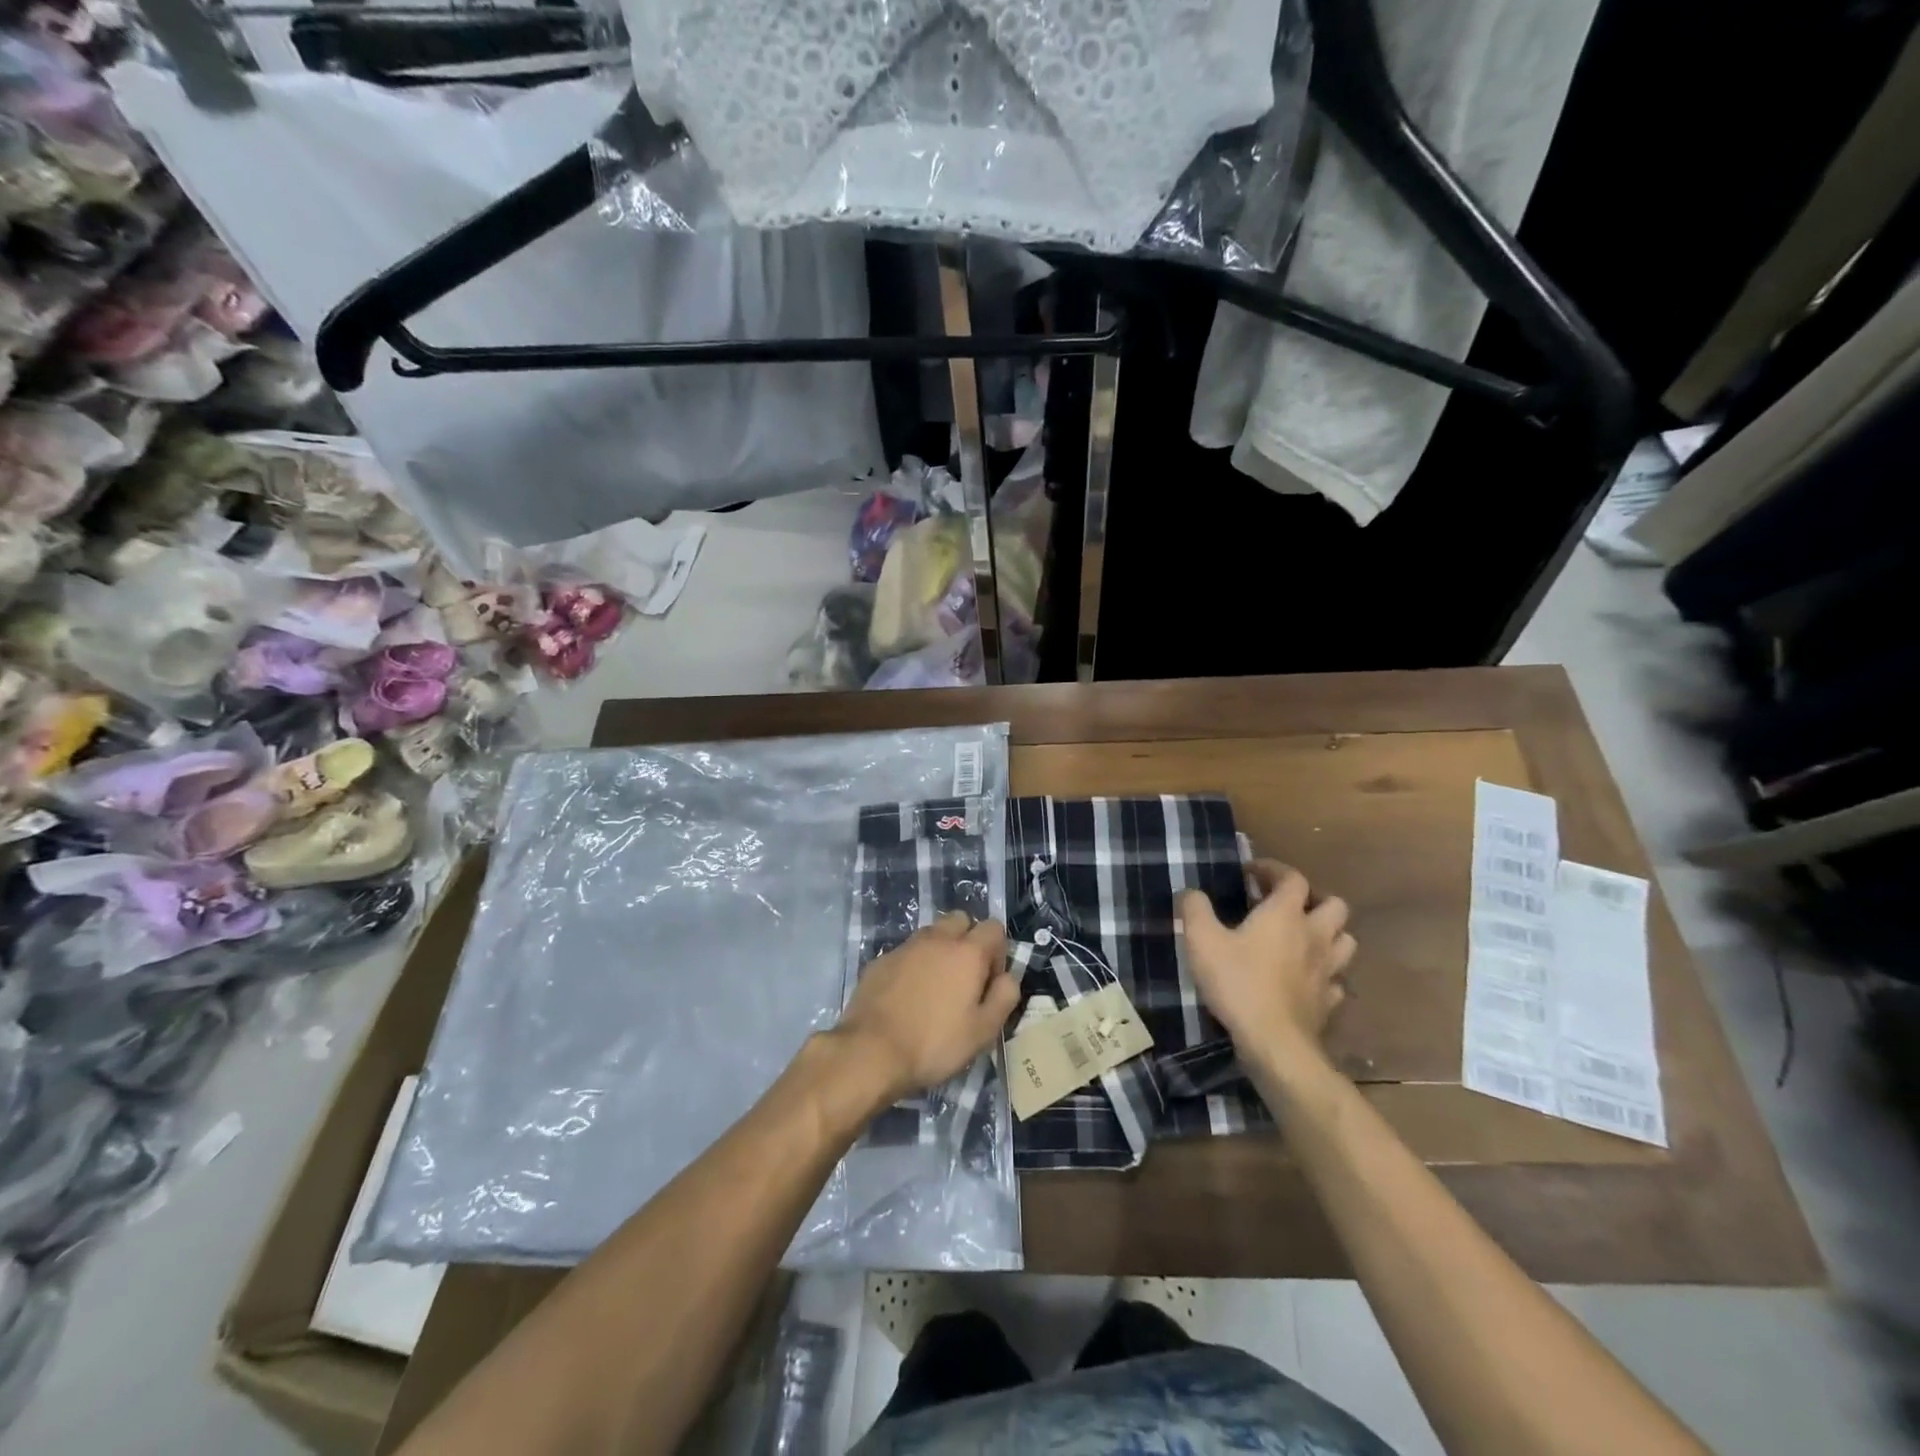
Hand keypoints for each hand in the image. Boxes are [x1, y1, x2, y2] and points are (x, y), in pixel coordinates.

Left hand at [834, 914, 1018, 1102]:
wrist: (871, 1051)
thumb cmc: (934, 1043)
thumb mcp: (983, 1031)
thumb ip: (1004, 997)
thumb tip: (1008, 977)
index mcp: (967, 952)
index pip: (994, 928)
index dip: (998, 952)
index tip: (989, 981)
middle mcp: (937, 939)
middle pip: (960, 920)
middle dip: (968, 940)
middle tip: (964, 978)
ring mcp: (905, 947)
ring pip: (931, 934)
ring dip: (939, 950)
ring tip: (935, 988)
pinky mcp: (880, 960)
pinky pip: (906, 952)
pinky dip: (913, 965)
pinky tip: (907, 996)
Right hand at [1178, 860, 1355, 1068]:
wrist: (1273, 1042)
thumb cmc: (1237, 982)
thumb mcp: (1201, 940)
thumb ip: (1194, 909)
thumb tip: (1190, 892)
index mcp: (1285, 914)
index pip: (1293, 878)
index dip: (1274, 870)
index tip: (1252, 872)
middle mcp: (1314, 935)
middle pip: (1335, 905)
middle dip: (1314, 899)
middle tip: (1287, 905)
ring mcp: (1328, 970)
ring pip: (1345, 940)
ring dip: (1328, 933)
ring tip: (1304, 938)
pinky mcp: (1330, 1001)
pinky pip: (1337, 979)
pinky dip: (1327, 973)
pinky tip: (1308, 978)